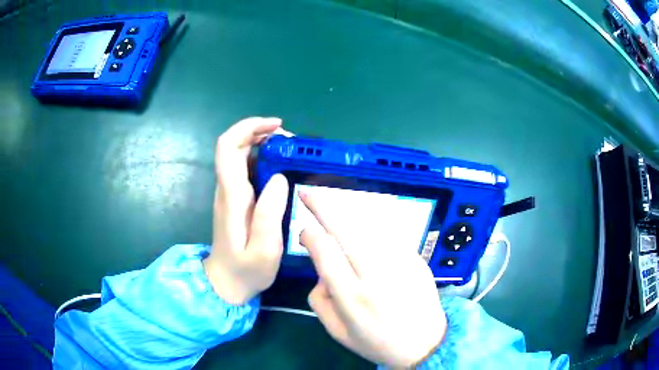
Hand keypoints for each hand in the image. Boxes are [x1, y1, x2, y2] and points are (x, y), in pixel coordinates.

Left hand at [203, 117, 288, 304]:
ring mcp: (229, 193)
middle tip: (291, 142)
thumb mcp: (264, 249)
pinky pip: (246, 168)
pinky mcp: (235, 199)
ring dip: (263, 144)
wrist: (225, 283)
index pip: (228, 147)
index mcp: (232, 195)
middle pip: (234, 145)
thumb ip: (270, 214)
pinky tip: (281, 168)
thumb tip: (278, 177)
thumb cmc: (246, 270)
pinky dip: (263, 159)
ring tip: (291, 152)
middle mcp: (227, 188)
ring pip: (240, 154)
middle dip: (260, 132)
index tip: (276, 126)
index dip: (248, 127)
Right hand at [299, 189, 446, 367]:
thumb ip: (319, 300)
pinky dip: (369, 226)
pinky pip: (387, 234)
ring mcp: (400, 262)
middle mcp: (377, 274)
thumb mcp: (338, 333)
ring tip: (331, 206)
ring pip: (368, 226)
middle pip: (345, 230)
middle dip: (322, 207)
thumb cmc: (378, 342)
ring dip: (346, 213)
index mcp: (353, 297)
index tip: (305, 232)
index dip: (310, 235)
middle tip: (307, 193)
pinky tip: (361, 228)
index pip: (325, 252)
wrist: (426, 343)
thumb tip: (320, 271)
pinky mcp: (416, 258)